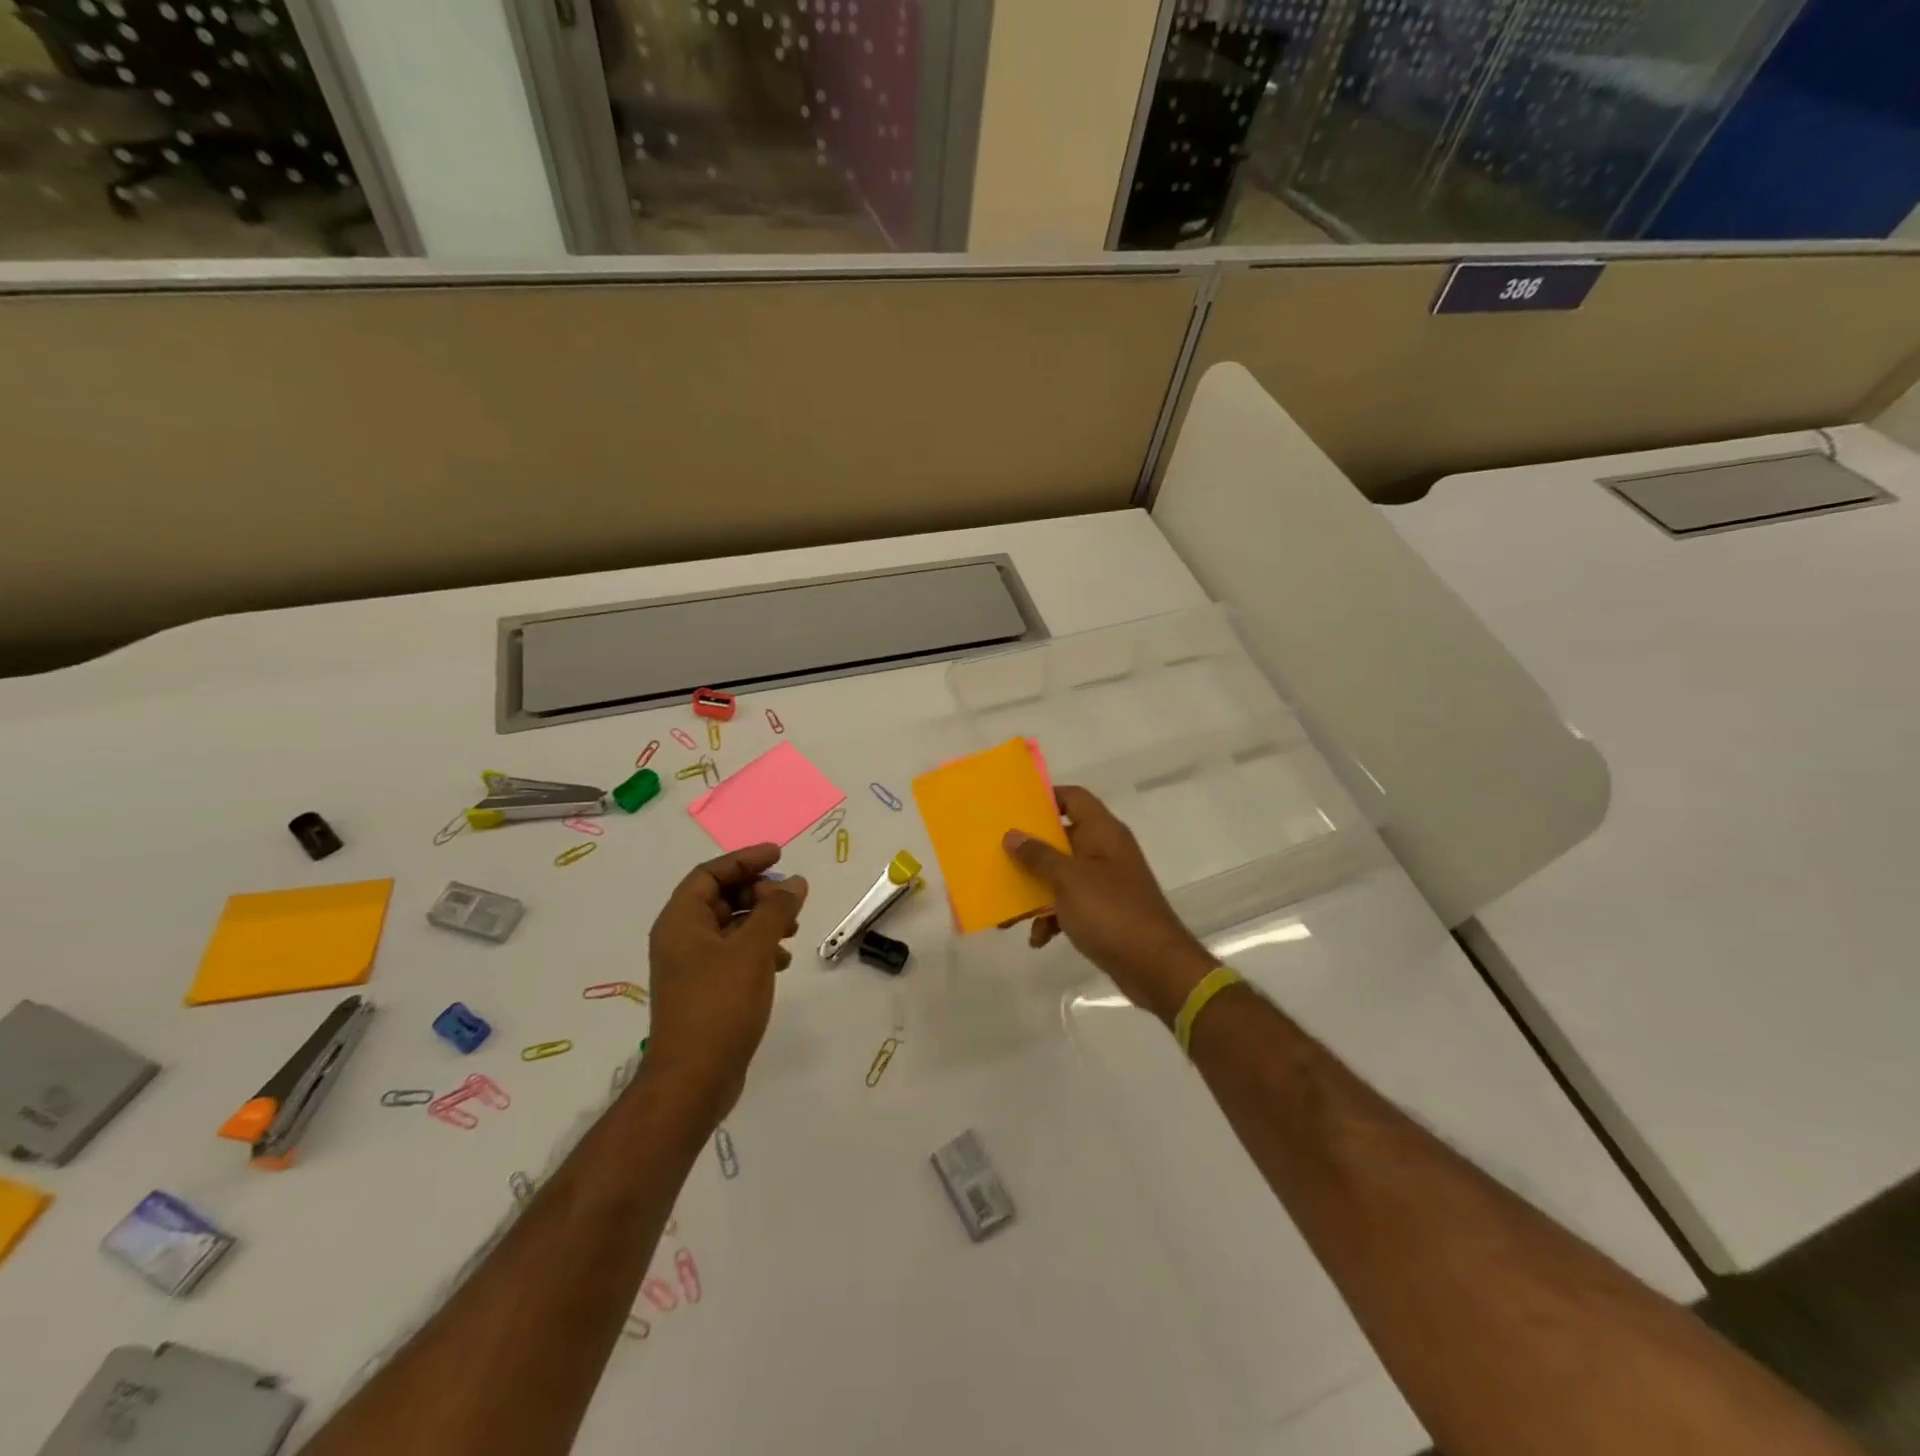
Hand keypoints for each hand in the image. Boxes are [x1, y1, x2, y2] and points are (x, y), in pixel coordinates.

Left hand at [645, 844, 807, 1120]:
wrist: (694, 1080)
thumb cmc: (719, 1005)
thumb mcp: (753, 949)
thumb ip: (776, 910)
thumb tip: (795, 882)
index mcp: (680, 921)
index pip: (710, 874)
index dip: (744, 860)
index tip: (779, 856)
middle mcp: (681, 939)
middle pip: (721, 898)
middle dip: (758, 892)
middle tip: (790, 899)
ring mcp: (692, 967)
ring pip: (731, 927)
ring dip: (762, 920)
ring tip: (793, 929)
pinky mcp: (706, 991)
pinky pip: (733, 954)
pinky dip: (759, 948)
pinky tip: (782, 961)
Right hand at [1003, 786, 1213, 1024]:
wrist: (1155, 966)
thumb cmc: (1111, 912)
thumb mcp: (1068, 880)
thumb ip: (1038, 855)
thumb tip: (1012, 834)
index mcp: (1103, 832)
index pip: (1073, 798)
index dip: (1046, 797)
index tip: (1013, 808)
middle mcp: (1105, 851)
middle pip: (1062, 838)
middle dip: (1030, 850)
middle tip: (998, 855)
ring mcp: (1105, 883)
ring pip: (1061, 875)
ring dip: (1036, 890)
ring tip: (1008, 909)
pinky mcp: (1104, 912)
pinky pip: (1070, 905)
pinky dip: (1052, 918)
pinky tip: (1038, 939)